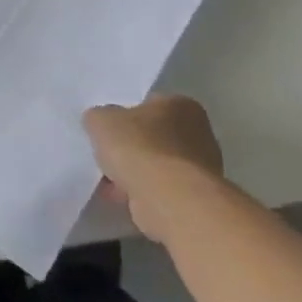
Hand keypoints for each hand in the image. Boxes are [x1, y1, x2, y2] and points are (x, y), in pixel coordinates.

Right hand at [83, 95, 224, 242]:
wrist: (168, 198)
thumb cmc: (137, 147)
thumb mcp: (100, 119)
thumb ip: (99, 116)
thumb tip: (103, 122)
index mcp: (181, 106)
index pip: (149, 103)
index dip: (125, 114)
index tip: (108, 127)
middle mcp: (200, 133)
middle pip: (154, 136)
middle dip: (131, 145)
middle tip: (106, 152)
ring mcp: (202, 168)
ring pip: (157, 164)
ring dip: (135, 170)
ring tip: (108, 178)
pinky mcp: (196, 196)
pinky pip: (160, 187)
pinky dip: (141, 190)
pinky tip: (120, 194)